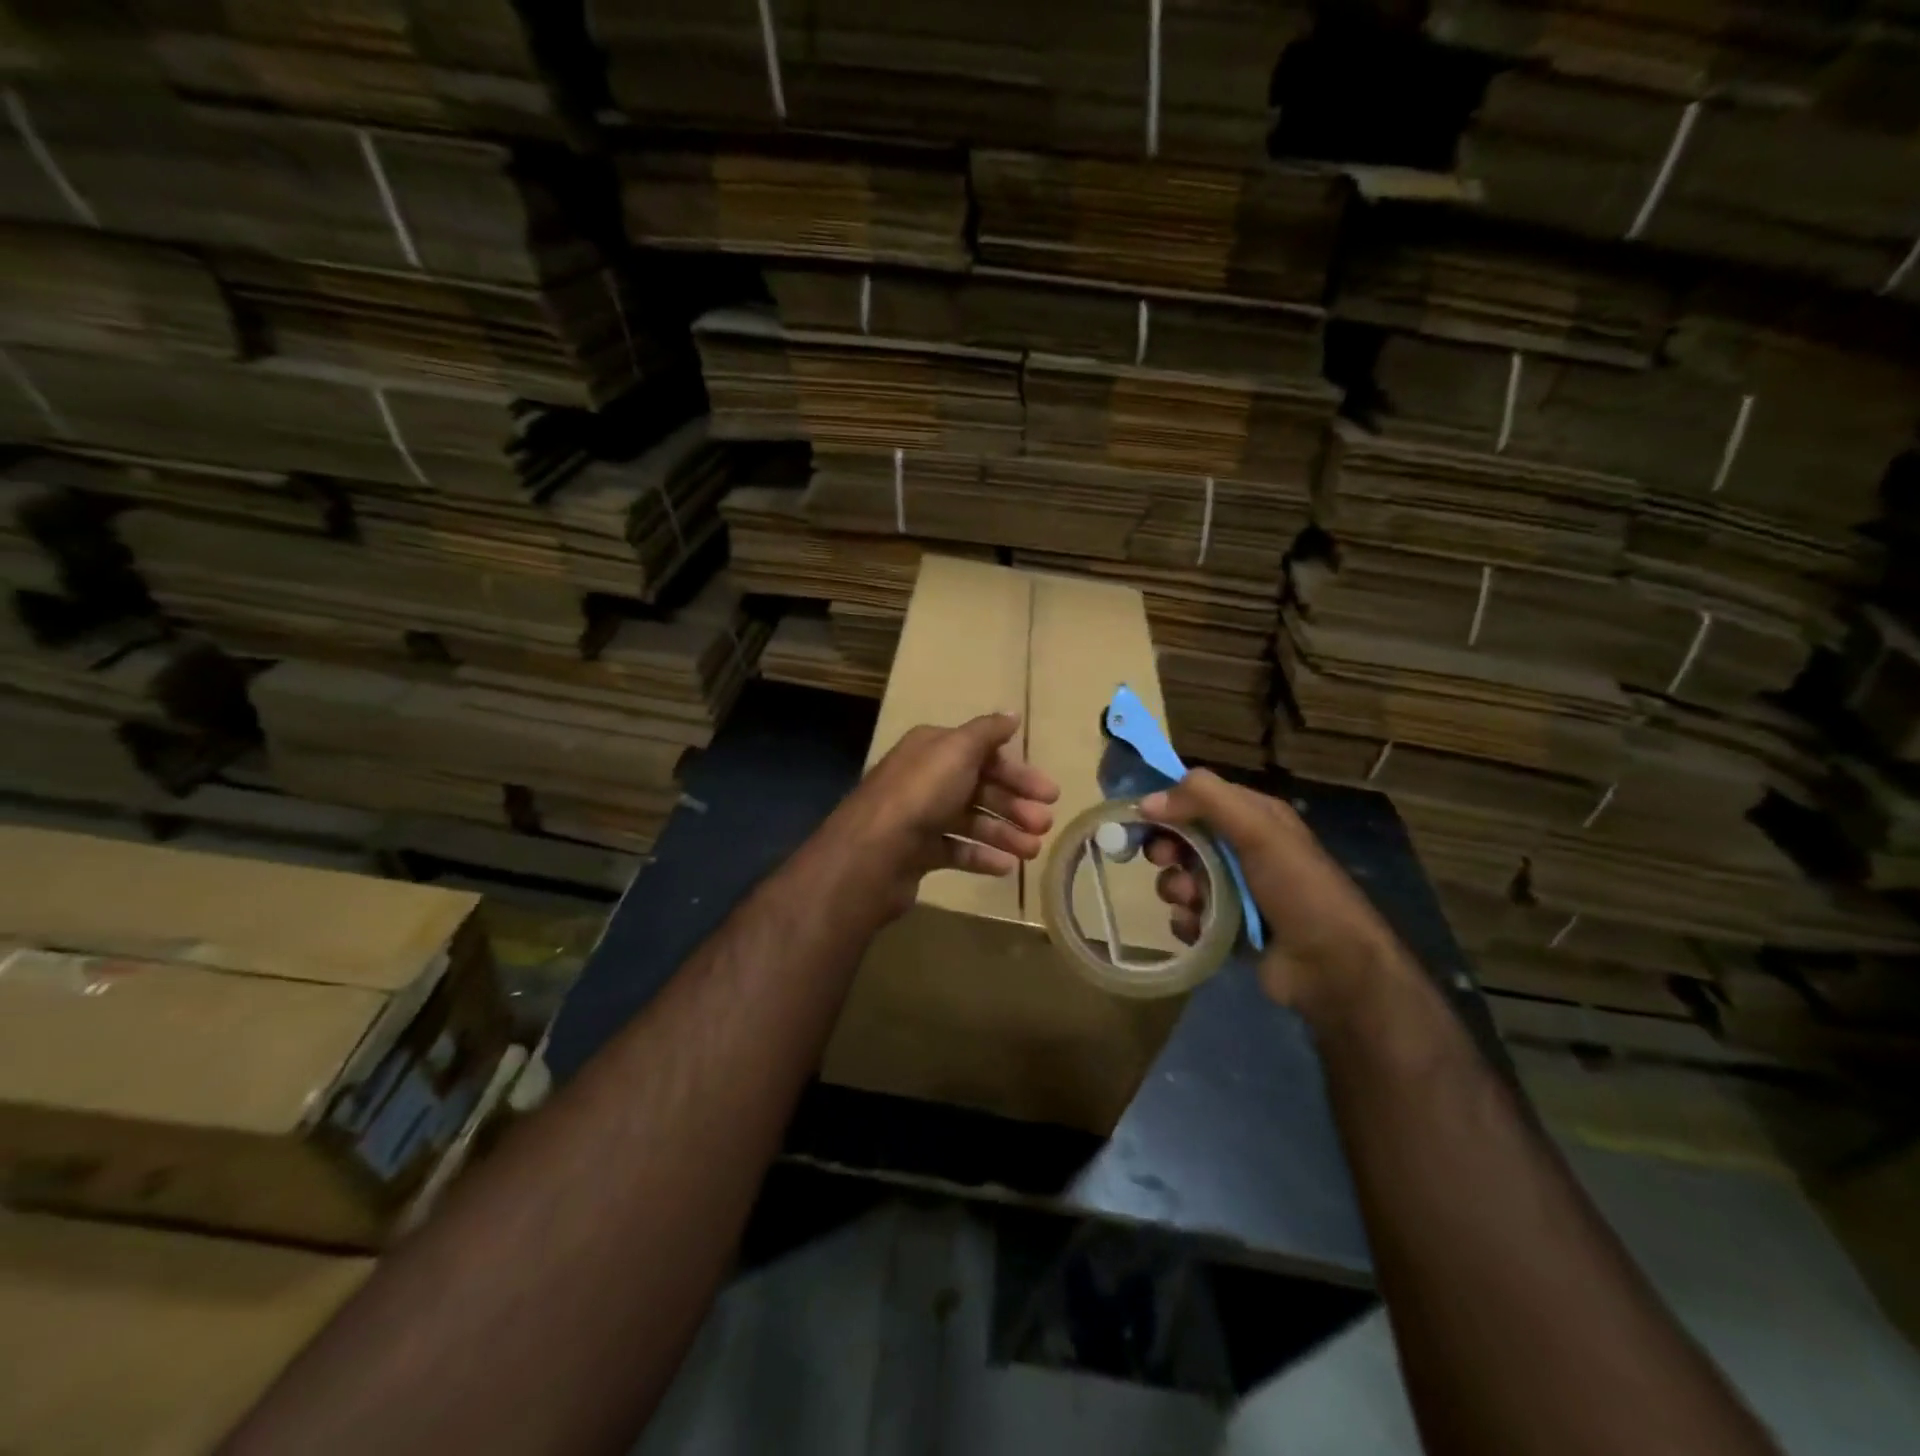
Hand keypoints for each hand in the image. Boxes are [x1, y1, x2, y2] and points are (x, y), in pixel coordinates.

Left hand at [824, 713, 1059, 919]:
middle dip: (1015, 806)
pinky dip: (981, 856)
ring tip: (1032, 851)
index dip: (1018, 772)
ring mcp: (919, 817)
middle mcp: (925, 778)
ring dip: (1004, 834)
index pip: (983, 754)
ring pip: (971, 821)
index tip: (1049, 793)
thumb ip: (987, 731)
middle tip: (1045, 825)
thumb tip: (1012, 714)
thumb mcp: (957, 750)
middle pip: (980, 788)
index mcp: (933, 749)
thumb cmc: (921, 794)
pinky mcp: (917, 852)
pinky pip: (956, 850)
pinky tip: (1005, 866)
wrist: (872, 854)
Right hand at [1141, 769, 1406, 1023]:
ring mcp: (1235, 891)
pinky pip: (1188, 916)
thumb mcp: (1258, 829)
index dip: (1168, 804)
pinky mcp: (1227, 928)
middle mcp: (1244, 850)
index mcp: (1255, 818)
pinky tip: (1199, 929)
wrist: (1332, 966)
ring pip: (1182, 878)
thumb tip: (1147, 801)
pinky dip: (1187, 921)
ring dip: (1178, 888)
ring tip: (1193, 901)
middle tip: (1165, 860)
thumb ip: (1205, 801)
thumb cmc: (1297, 887)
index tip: (1141, 817)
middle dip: (1168, 849)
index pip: (1200, 797)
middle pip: (1185, 838)